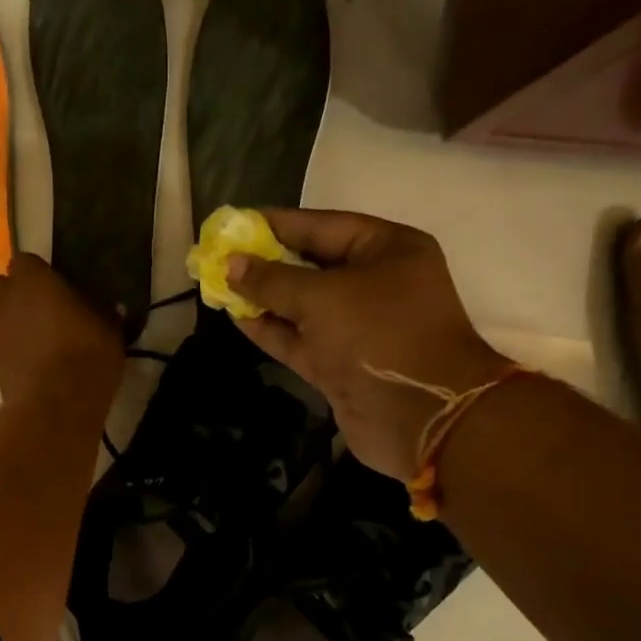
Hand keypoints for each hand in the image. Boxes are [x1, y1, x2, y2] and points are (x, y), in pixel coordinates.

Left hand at [0, 253, 124, 416]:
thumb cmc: (88, 354)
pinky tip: (28, 365)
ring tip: (25, 337)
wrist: (57, 404)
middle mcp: (5, 300)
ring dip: (1, 322)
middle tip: (33, 309)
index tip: (54, 287)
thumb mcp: (110, 330)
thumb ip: (105, 315)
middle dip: (8, 294)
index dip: (36, 273)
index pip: (24, 261)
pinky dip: (7, 353)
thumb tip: (113, 309)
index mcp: (33, 280)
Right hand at [227, 210, 509, 480]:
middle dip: (266, 262)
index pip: (323, 226)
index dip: (277, 224)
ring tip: (218, 284)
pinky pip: (299, 338)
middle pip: (311, 265)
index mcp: (386, 250)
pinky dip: (270, 328)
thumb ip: (272, 280)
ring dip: (263, 298)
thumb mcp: (322, 298)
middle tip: (219, 255)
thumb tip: (231, 265)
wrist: (422, 417)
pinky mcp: (340, 363)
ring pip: (301, 306)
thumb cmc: (379, 336)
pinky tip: (235, 317)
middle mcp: (374, 284)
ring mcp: (357, 327)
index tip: (234, 223)